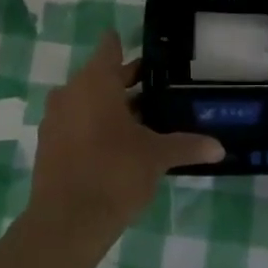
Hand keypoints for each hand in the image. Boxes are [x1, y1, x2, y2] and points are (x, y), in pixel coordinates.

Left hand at [28, 31, 222, 240]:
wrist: (67, 222)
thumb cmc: (115, 173)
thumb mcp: (157, 157)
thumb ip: (187, 146)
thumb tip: (219, 147)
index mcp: (96, 81)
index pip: (109, 47)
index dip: (126, 46)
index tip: (149, 54)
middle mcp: (71, 92)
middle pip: (101, 75)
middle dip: (126, 81)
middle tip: (158, 89)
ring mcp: (55, 118)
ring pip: (87, 100)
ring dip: (110, 106)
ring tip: (143, 119)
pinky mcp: (48, 144)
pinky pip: (75, 123)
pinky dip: (93, 126)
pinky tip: (117, 145)